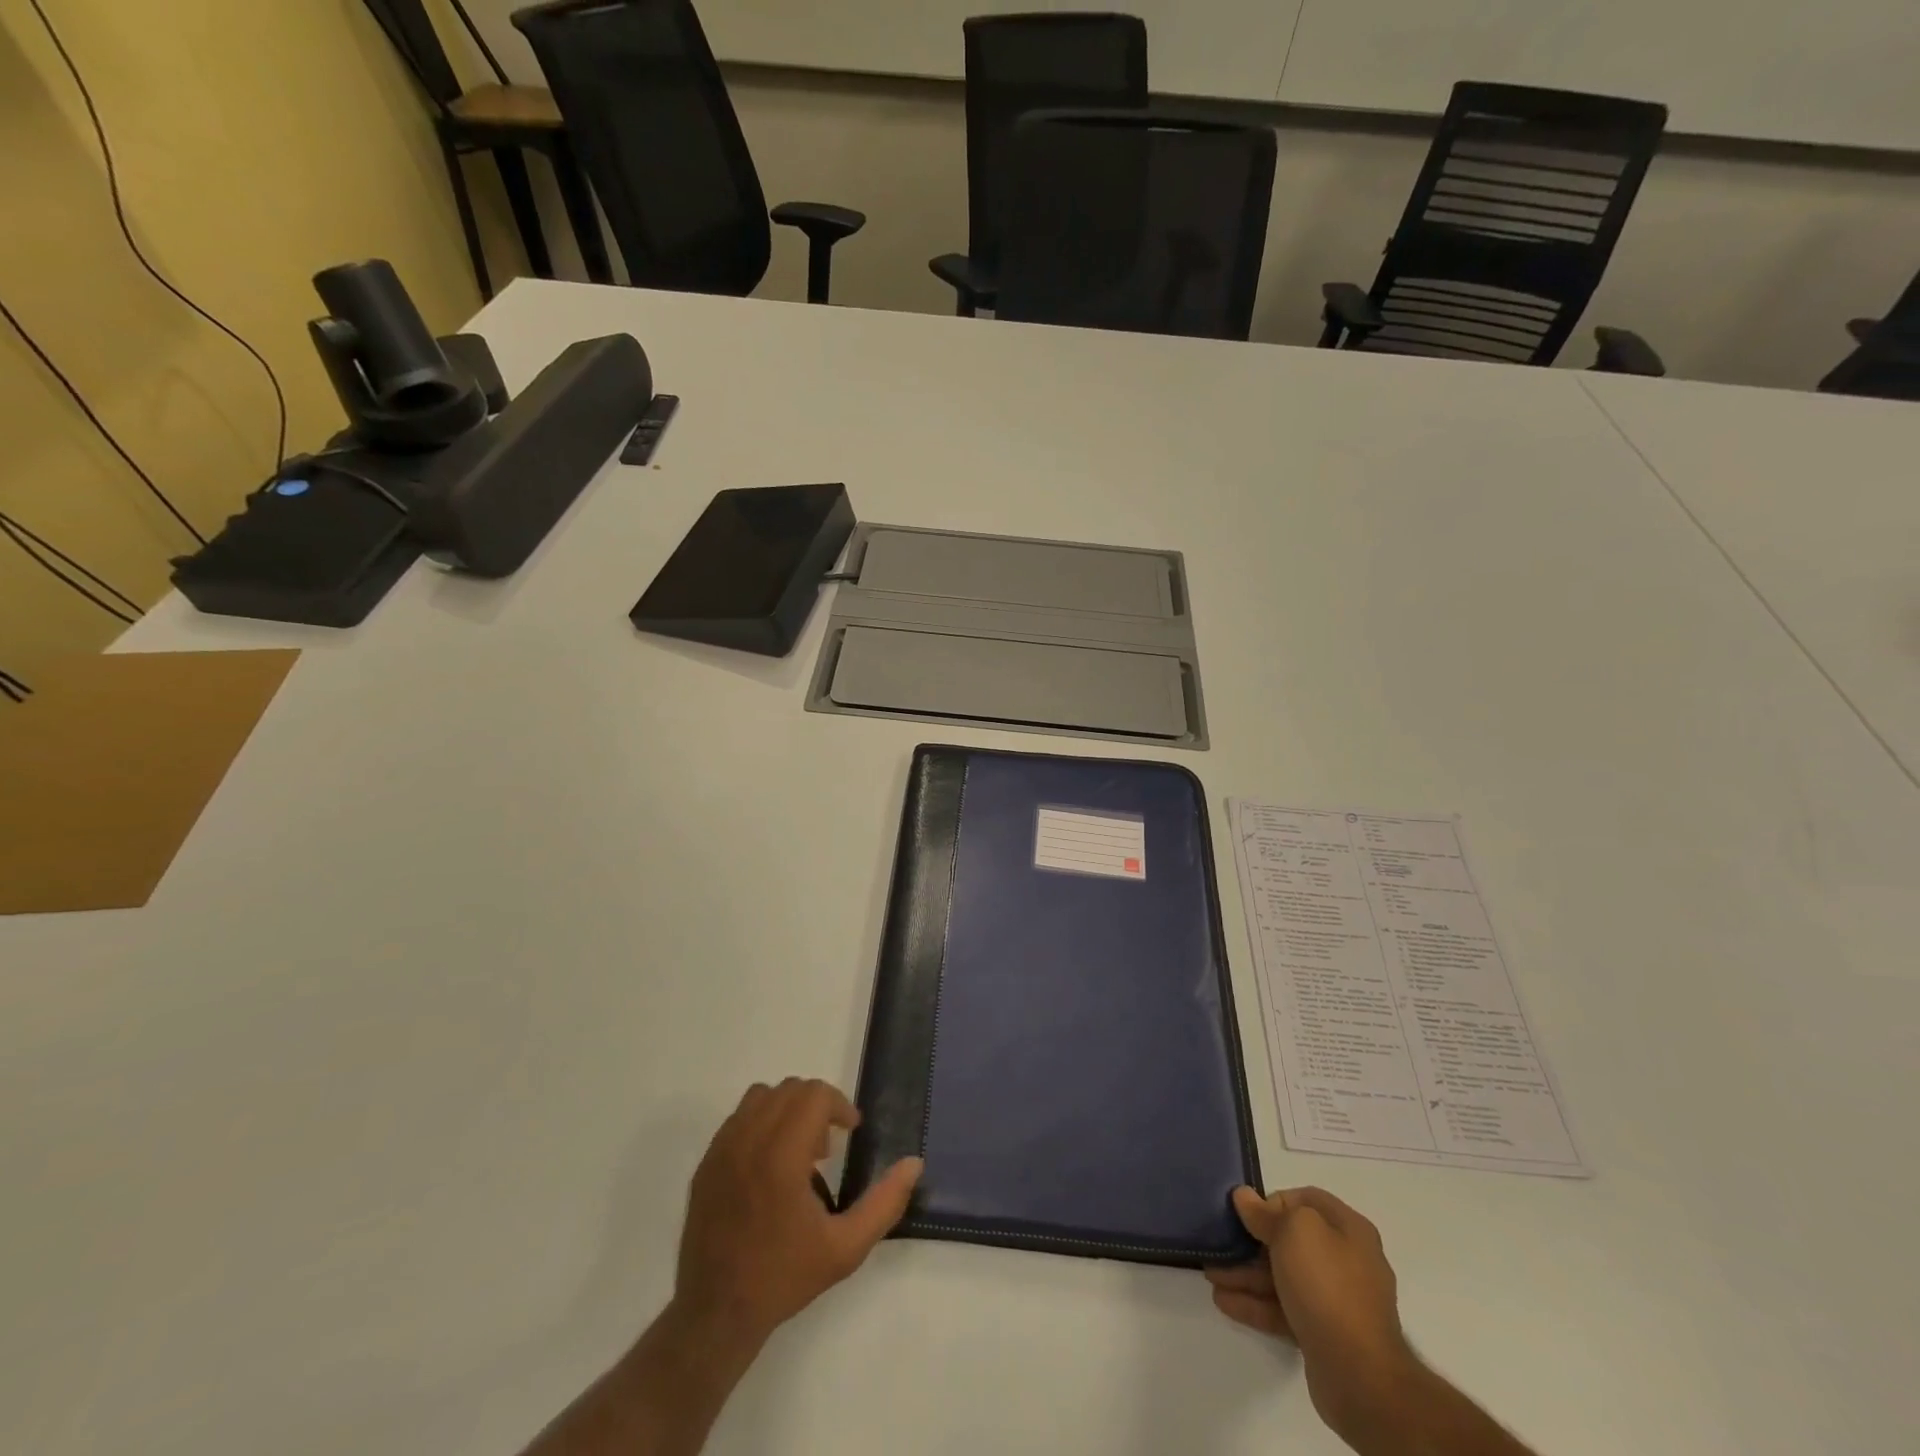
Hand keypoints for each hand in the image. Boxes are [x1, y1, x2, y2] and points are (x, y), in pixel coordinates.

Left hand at [673, 1078, 922, 1352]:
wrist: (715, 1315)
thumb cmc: (784, 1278)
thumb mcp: (845, 1249)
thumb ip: (884, 1203)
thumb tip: (914, 1163)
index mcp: (781, 1156)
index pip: (814, 1094)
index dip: (839, 1105)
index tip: (850, 1132)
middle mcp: (748, 1141)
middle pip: (790, 1089)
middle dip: (816, 1106)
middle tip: (827, 1149)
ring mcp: (722, 1149)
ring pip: (762, 1096)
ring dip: (787, 1110)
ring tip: (797, 1152)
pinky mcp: (706, 1162)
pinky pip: (738, 1118)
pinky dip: (761, 1123)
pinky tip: (769, 1164)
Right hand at [1206, 1186, 1417, 1436]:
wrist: (1359, 1375)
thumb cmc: (1327, 1285)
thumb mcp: (1294, 1232)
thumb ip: (1266, 1212)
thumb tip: (1245, 1196)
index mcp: (1348, 1230)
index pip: (1306, 1200)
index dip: (1274, 1201)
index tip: (1247, 1213)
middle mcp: (1346, 1261)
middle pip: (1290, 1240)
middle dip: (1251, 1242)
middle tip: (1220, 1244)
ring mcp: (1336, 1300)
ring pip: (1283, 1277)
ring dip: (1246, 1274)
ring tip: (1211, 1275)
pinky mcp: (1323, 1333)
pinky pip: (1283, 1308)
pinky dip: (1255, 1303)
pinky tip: (1224, 1301)